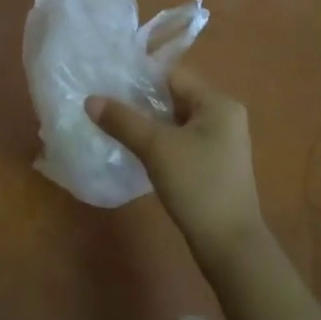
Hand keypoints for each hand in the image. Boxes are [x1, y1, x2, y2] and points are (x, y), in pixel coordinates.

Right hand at [86, 67, 264, 265]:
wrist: (229, 244)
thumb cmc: (197, 185)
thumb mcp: (156, 148)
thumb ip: (123, 121)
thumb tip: (90, 99)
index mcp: (218, 103)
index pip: (173, 75)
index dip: (139, 76)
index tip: (107, 80)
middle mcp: (224, 116)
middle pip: (174, 97)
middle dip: (140, 101)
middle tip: (104, 103)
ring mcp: (221, 142)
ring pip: (176, 121)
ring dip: (148, 123)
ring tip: (113, 124)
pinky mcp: (214, 164)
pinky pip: (181, 141)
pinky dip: (159, 141)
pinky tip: (135, 150)